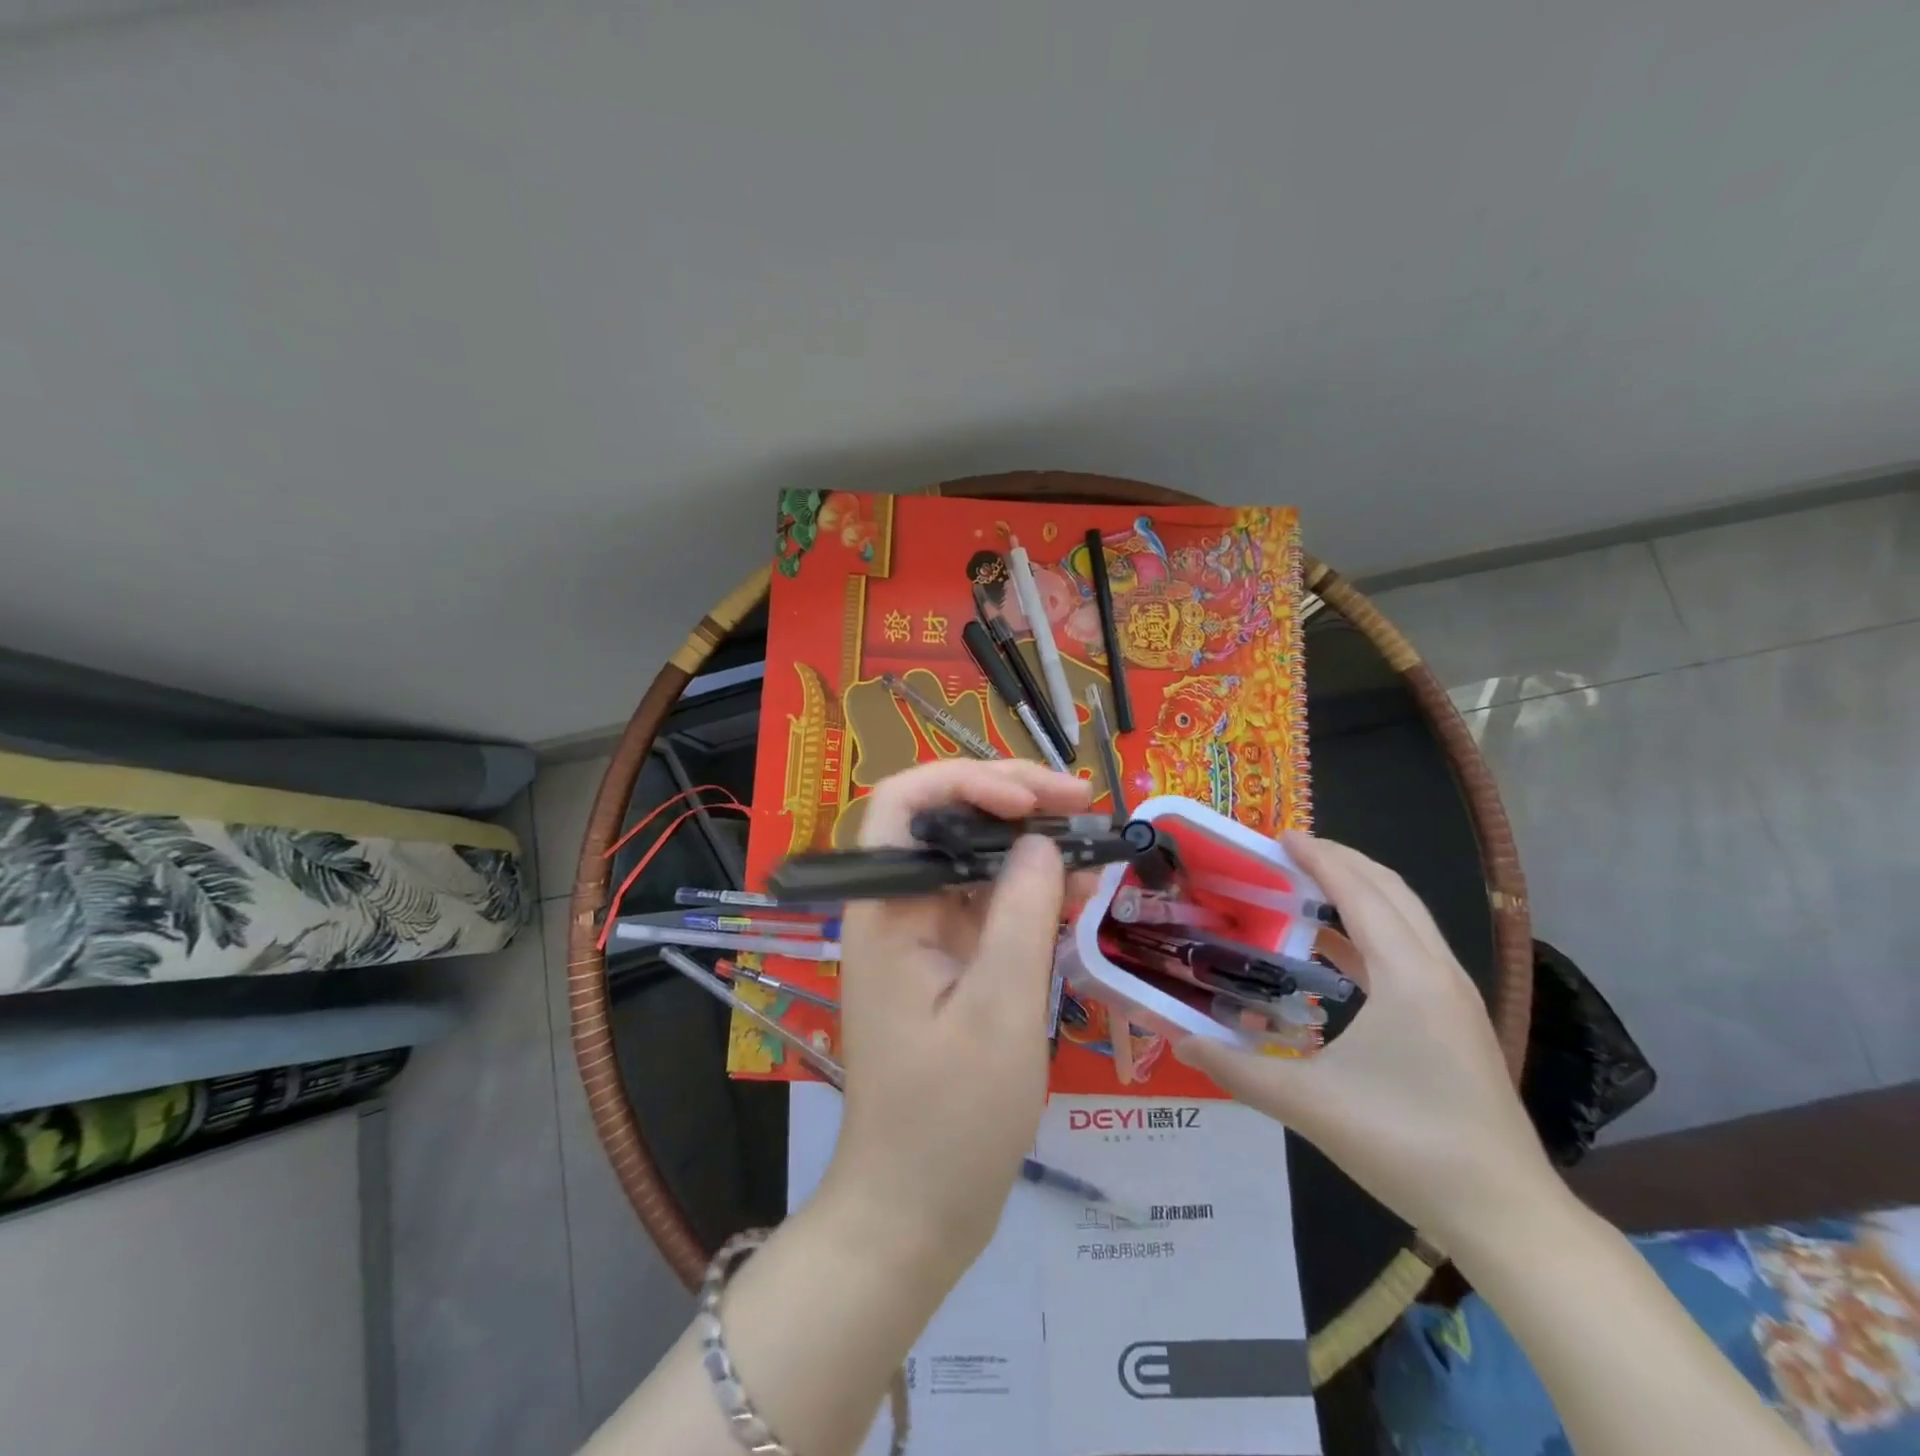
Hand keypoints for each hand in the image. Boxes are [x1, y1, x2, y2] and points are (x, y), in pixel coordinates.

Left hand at [821, 759, 1091, 1262]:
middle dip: (1013, 801)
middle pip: (946, 821)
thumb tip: (1043, 840)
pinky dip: (1033, 893)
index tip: (1032, 801)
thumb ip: (1021, 913)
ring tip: (1097, 844)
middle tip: (1083, 801)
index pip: (904, 803)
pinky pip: (990, 905)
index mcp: (886, 910)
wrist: (916, 1210)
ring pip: (975, 860)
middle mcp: (898, 909)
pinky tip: (1080, 891)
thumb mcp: (999, 1010)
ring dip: (1033, 845)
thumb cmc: (951, 1119)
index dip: (965, 780)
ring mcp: (924, 935)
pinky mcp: (949, 962)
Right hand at [1175, 833, 1553, 1246]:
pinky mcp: (1455, 1019)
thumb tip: (1178, 1041)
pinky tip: (1334, 950)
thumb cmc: (1406, 1145)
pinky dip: (1370, 929)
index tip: (1279, 836)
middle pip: (1391, 890)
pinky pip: (1409, 948)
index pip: (1359, 892)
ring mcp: (1453, 995)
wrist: (1504, 1213)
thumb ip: (1237, 1069)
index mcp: (1407, 976)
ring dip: (1359, 891)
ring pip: (1406, 917)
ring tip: (1306, 886)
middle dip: (1341, 861)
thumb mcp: (1309, 1105)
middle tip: (1288, 852)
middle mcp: (1436, 971)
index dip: (1319, 858)